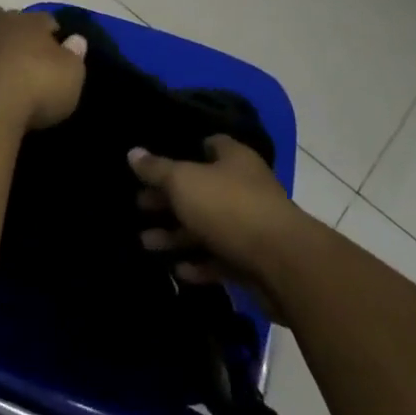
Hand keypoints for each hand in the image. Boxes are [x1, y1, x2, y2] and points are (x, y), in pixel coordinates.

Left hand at [0, 6, 87, 133]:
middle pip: (1, 17)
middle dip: (10, 30)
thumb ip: (74, 55)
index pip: (43, 19)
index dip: (51, 33)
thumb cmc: (37, 87)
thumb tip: (75, 40)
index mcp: (27, 21)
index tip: (58, 51)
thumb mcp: (71, 75)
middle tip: (22, 55)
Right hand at [131, 136, 300, 308]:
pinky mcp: (253, 261)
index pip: (207, 144)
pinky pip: (220, 259)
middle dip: (169, 199)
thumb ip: (157, 169)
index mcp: (233, 158)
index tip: (154, 162)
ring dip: (177, 235)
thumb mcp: (184, 182)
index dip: (181, 150)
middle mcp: (244, 186)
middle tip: (138, 206)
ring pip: (207, 226)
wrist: (283, 265)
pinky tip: (176, 270)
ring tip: (145, 242)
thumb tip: (132, 152)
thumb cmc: (229, 207)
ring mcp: (250, 225)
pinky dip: (199, 264)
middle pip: (201, 188)